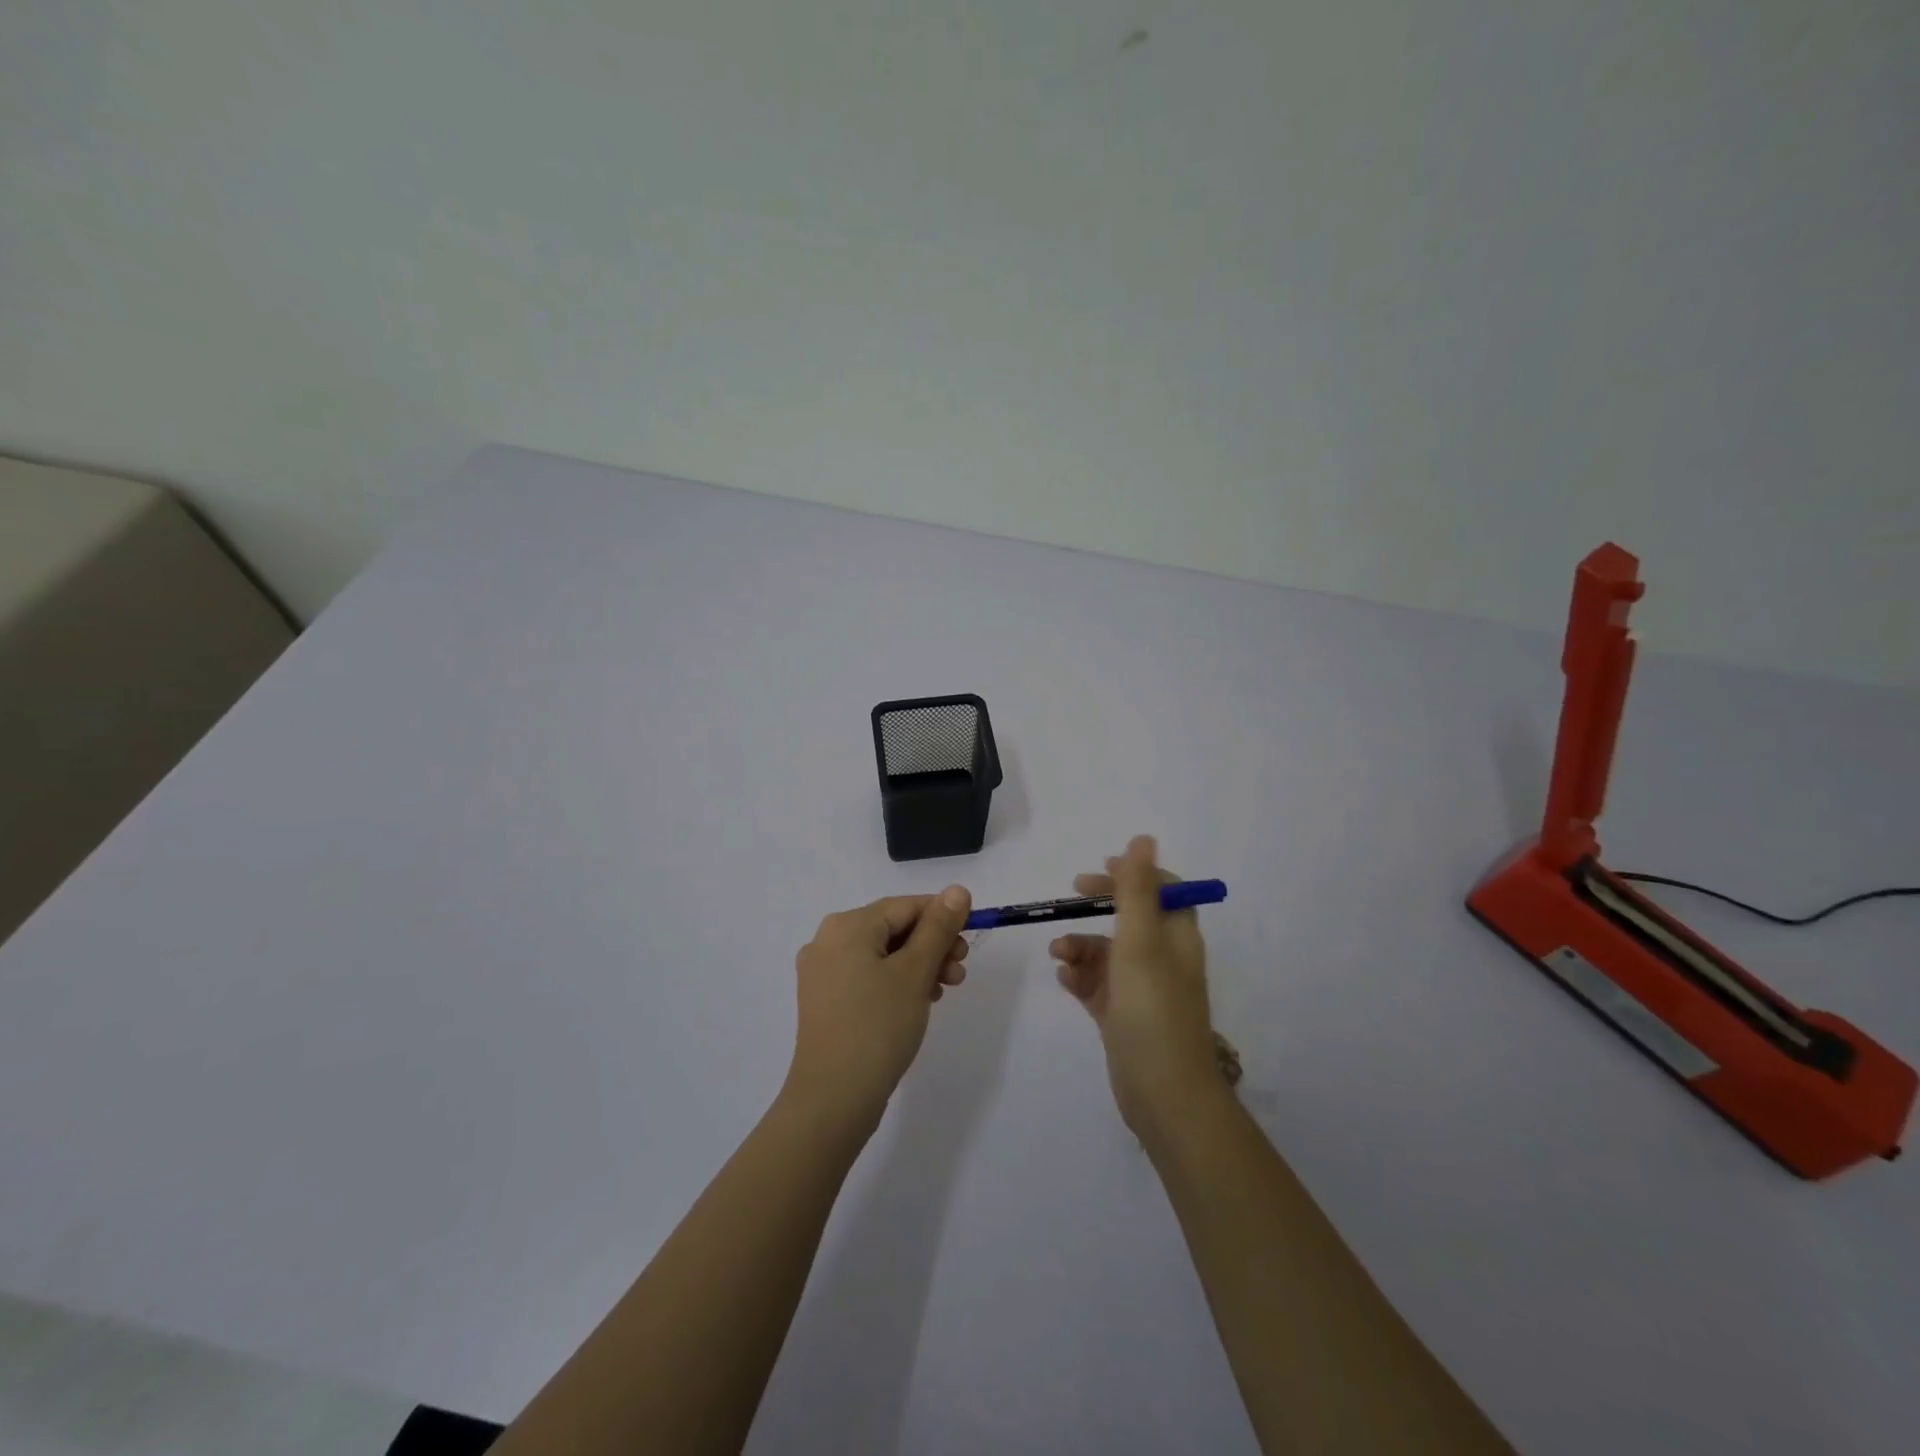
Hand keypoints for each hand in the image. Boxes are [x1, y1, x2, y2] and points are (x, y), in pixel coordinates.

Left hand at [784, 886, 972, 1129]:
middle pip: (893, 929)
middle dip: (932, 946)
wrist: (833, 1099)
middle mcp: (828, 941)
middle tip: (961, 971)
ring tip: (945, 991)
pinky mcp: (825, 1001)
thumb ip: (938, 928)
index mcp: (846, 925)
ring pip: (883, 955)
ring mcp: (822, 973)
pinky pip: (868, 977)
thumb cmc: (878, 1026)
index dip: (943, 918)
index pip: (905, 906)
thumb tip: (958, 890)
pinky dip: (896, 983)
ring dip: (919, 966)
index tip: (970, 942)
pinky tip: (919, 1003)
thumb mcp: (915, 972)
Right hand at [1052, 836, 1221, 1138]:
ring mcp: (1142, 990)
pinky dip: (1080, 977)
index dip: (1134, 876)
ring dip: (1082, 946)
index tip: (1101, 870)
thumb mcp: (1140, 940)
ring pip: (1108, 953)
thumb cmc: (1153, 1007)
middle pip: (1131, 918)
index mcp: (1177, 938)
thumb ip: (1136, 889)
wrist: (1163, 1094)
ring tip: (1059, 954)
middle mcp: (1163, 959)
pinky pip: (1098, 985)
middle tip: (1071, 897)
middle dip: (1100, 907)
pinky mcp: (1123, 1017)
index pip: (1163, 891)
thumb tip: (1143, 838)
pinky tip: (1065, 979)